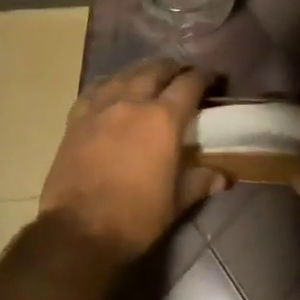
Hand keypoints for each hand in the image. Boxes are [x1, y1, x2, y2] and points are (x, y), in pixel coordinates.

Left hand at [40, 59, 228, 260]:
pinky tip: (112, 90)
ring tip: (149, 75)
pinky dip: (109, 85)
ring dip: (141, 71)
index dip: (203, 76)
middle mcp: (132, 103)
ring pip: (124, 75)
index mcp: (163, 120)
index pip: (189, 85)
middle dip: (172, 68)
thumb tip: (223, 177)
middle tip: (181, 73)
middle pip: (155, 71)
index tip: (211, 76)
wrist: (78, 231)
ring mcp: (100, 108)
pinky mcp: (76, 120)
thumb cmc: (135, 217)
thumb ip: (199, 182)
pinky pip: (94, 90)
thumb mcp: (176, 202)